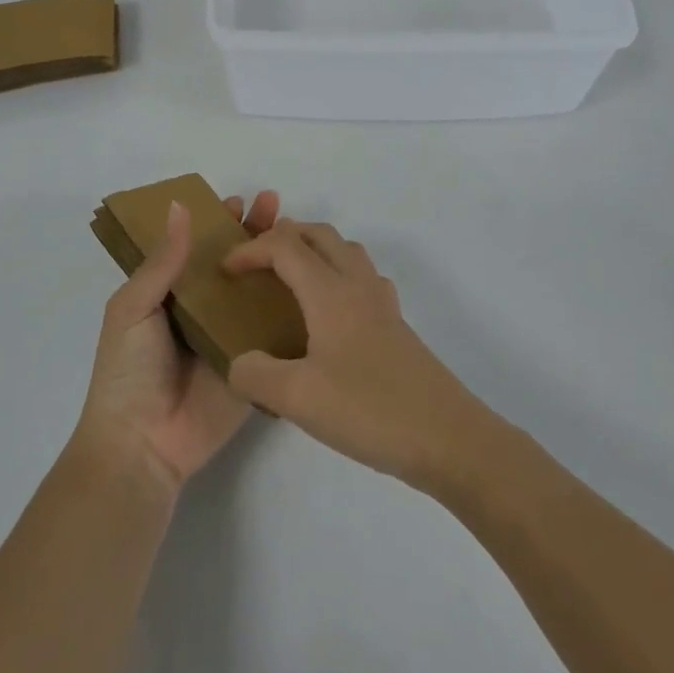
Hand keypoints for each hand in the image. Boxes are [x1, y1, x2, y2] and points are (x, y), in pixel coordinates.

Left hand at [75, 190, 279, 491]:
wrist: (143, 444)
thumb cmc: (128, 371)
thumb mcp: (132, 308)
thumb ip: (161, 262)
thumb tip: (180, 207)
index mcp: (170, 294)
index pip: (197, 248)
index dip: (217, 223)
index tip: (239, 199)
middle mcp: (203, 311)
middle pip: (233, 264)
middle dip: (253, 233)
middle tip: (275, 204)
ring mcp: (231, 338)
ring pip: (257, 292)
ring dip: (277, 263)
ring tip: (299, 234)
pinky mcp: (254, 364)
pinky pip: (274, 332)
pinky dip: (292, 308)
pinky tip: (315, 282)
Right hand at [222, 221, 485, 488]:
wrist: (448, 438)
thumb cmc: (370, 410)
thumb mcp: (298, 398)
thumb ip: (255, 375)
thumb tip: (239, 363)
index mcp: (331, 292)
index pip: (285, 247)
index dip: (250, 250)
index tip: (225, 272)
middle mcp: (358, 285)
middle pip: (320, 235)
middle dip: (283, 237)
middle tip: (255, 262)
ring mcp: (383, 304)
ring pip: (346, 251)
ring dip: (315, 250)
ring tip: (291, 279)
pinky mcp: (398, 326)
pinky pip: (363, 278)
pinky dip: (339, 275)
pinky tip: (332, 313)